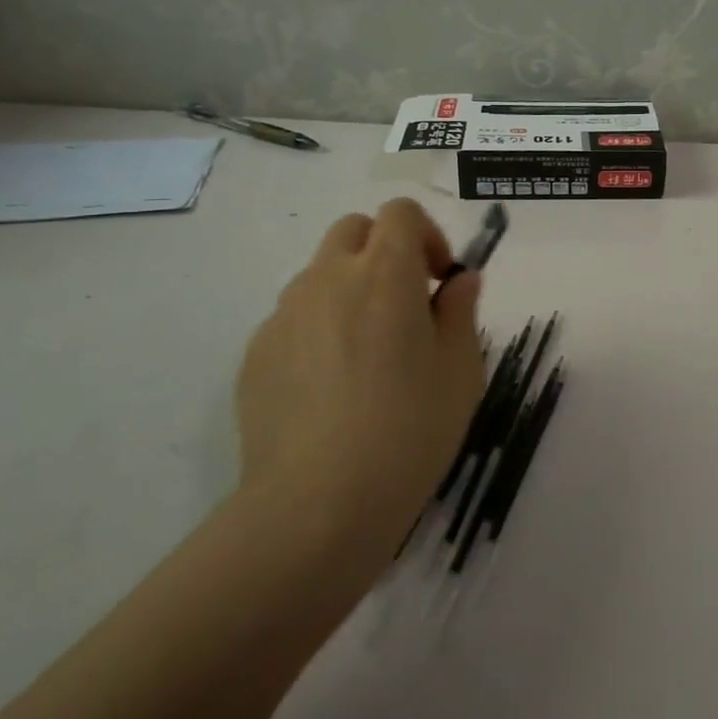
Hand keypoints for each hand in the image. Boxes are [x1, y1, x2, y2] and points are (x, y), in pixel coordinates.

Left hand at [234, 200, 484, 553]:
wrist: (318, 505)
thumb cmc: (410, 430)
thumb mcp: (461, 370)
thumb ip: (461, 310)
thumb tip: (460, 279)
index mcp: (385, 274)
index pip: (400, 213)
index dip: (427, 235)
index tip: (439, 280)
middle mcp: (328, 279)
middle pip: (353, 230)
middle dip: (384, 250)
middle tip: (407, 304)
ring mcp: (284, 315)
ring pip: (320, 274)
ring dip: (351, 289)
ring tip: (369, 353)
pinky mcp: (255, 354)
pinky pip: (294, 319)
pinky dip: (319, 329)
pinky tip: (333, 388)